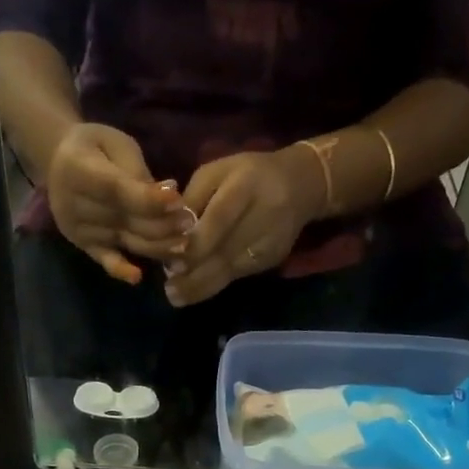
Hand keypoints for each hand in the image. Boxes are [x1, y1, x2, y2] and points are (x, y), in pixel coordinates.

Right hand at [47, 123, 195, 284]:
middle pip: (124, 220)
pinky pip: (104, 260)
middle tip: (190, 222)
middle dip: (161, 223)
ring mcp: (79, 230)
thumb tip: (167, 196)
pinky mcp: (84, 246)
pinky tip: (137, 277)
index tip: (178, 201)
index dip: (148, 199)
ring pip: (124, 241)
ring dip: (156, 246)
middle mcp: (74, 205)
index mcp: (77, 170)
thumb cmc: (95, 147)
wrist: (58, 162)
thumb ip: (136, 171)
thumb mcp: (115, 144)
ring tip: (184, 244)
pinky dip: (120, 270)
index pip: (117, 191)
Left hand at [164, 147, 323, 306]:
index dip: (196, 244)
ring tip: (176, 296)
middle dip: (193, 273)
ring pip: (231, 270)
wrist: (300, 185)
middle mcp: (263, 213)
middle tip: (168, 288)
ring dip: (200, 287)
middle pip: (225, 251)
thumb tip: (171, 236)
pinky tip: (194, 291)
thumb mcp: (216, 172)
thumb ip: (193, 200)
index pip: (219, 219)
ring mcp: (271, 240)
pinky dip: (214, 285)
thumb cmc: (248, 174)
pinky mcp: (273, 258)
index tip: (172, 262)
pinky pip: (239, 275)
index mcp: (246, 184)